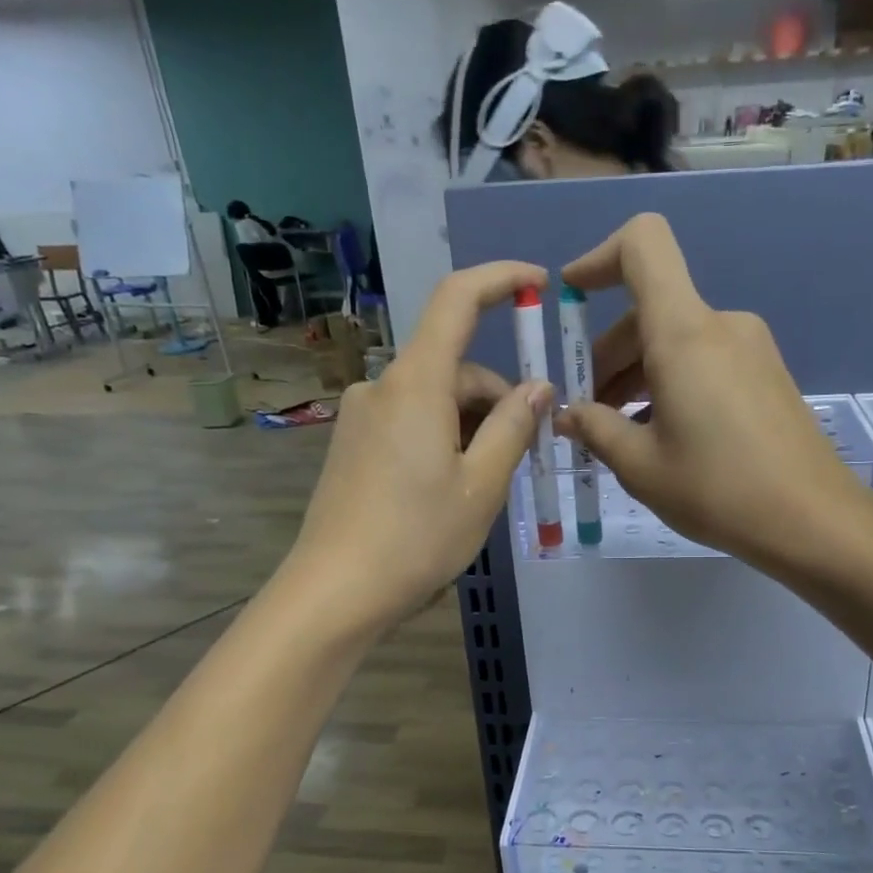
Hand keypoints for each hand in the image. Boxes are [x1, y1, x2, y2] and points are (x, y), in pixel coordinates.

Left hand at [288, 262, 552, 634]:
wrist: (335, 592)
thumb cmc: (417, 538)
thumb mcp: (481, 485)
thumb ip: (513, 427)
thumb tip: (538, 386)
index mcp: (416, 384)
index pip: (457, 300)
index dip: (500, 280)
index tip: (538, 285)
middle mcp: (382, 387)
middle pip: (453, 365)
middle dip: (498, 395)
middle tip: (528, 452)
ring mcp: (361, 417)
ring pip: (433, 398)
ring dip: (472, 423)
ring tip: (490, 482)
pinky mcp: (352, 446)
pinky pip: (410, 422)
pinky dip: (443, 438)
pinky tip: (453, 487)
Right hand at [556, 214, 865, 567]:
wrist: (813, 520)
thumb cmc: (717, 490)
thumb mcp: (640, 466)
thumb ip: (595, 429)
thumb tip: (567, 415)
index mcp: (684, 332)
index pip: (643, 246)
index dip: (599, 257)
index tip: (572, 297)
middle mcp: (721, 324)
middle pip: (651, 309)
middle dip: (609, 353)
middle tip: (587, 412)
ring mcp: (750, 348)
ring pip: (677, 339)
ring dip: (639, 374)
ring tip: (619, 432)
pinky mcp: (767, 374)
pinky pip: (705, 360)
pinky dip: (672, 382)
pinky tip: (662, 435)